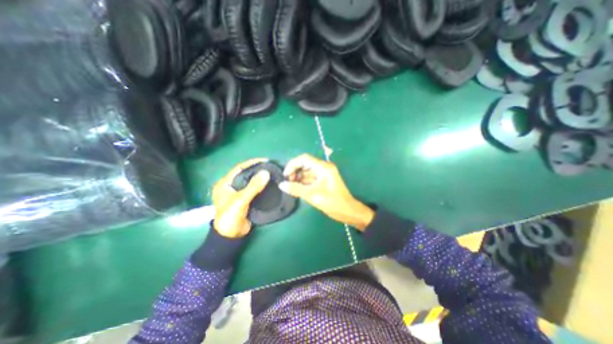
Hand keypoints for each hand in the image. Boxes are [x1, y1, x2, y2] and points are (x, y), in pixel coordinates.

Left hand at [214, 158, 269, 237]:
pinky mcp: (246, 199)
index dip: (251, 163)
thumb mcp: (241, 200)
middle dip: (257, 169)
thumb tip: (266, 173)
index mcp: (225, 184)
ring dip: (260, 177)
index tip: (265, 160)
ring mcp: (239, 193)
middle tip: (270, 166)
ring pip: (251, 182)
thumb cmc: (231, 216)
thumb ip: (253, 186)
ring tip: (272, 173)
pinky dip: (261, 186)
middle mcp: (231, 186)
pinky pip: (254, 189)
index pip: (239, 168)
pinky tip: (269, 183)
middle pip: (246, 174)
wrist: (231, 235)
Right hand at [280, 154, 373, 230]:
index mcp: (323, 167)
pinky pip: (311, 178)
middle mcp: (324, 168)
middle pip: (305, 164)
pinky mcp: (324, 181)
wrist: (348, 211)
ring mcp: (324, 174)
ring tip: (291, 186)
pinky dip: (303, 182)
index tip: (285, 175)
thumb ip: (296, 189)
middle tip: (288, 182)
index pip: (304, 159)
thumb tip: (281, 185)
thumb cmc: (332, 202)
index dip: (293, 164)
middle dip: (295, 171)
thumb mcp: (313, 195)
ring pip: (307, 171)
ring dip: (298, 177)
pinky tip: (297, 188)